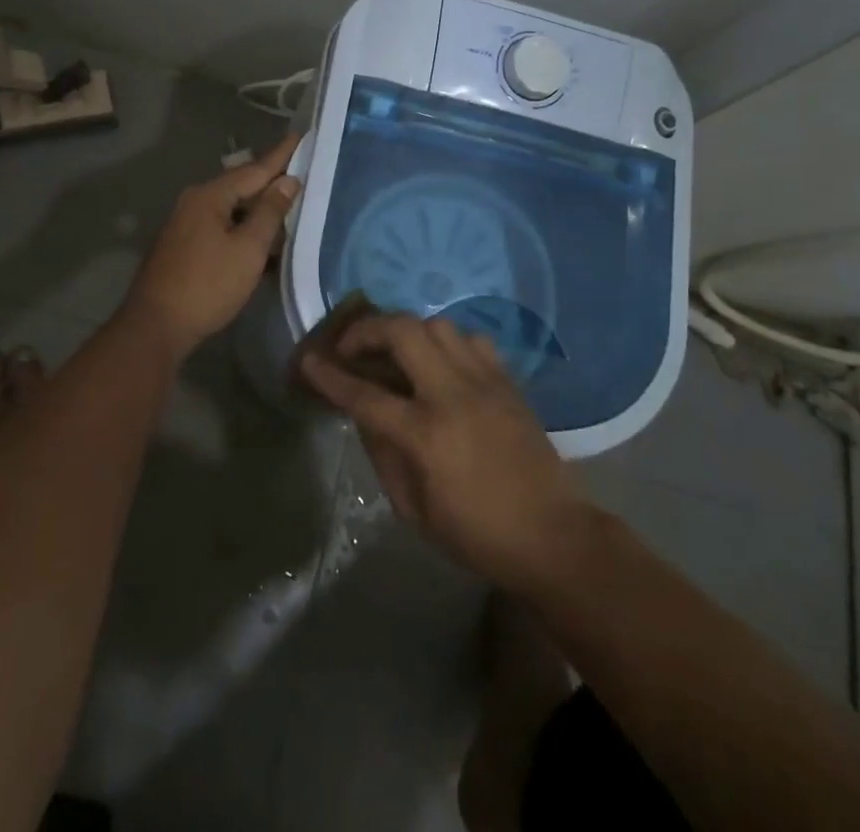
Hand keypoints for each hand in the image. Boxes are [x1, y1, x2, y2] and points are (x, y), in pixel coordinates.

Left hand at [116, 134, 300, 358]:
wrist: (156, 327)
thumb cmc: (208, 285)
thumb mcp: (248, 249)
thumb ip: (270, 212)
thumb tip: (288, 181)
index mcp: (210, 196)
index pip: (255, 169)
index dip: (281, 155)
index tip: (300, 135)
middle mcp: (195, 202)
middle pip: (240, 185)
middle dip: (270, 179)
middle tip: (300, 168)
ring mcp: (186, 224)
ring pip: (231, 207)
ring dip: (258, 207)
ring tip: (287, 202)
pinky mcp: (184, 246)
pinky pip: (222, 225)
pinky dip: (244, 226)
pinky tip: (261, 236)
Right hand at [299, 313, 589, 594]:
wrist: (552, 534)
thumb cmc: (476, 534)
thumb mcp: (414, 510)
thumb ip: (383, 455)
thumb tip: (364, 414)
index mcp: (425, 435)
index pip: (364, 394)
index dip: (329, 376)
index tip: (308, 360)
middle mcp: (452, 394)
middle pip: (402, 331)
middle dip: (367, 330)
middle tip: (352, 347)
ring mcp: (484, 380)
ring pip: (437, 324)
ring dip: (407, 331)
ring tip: (396, 353)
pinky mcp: (507, 379)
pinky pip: (471, 339)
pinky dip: (447, 342)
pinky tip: (441, 364)